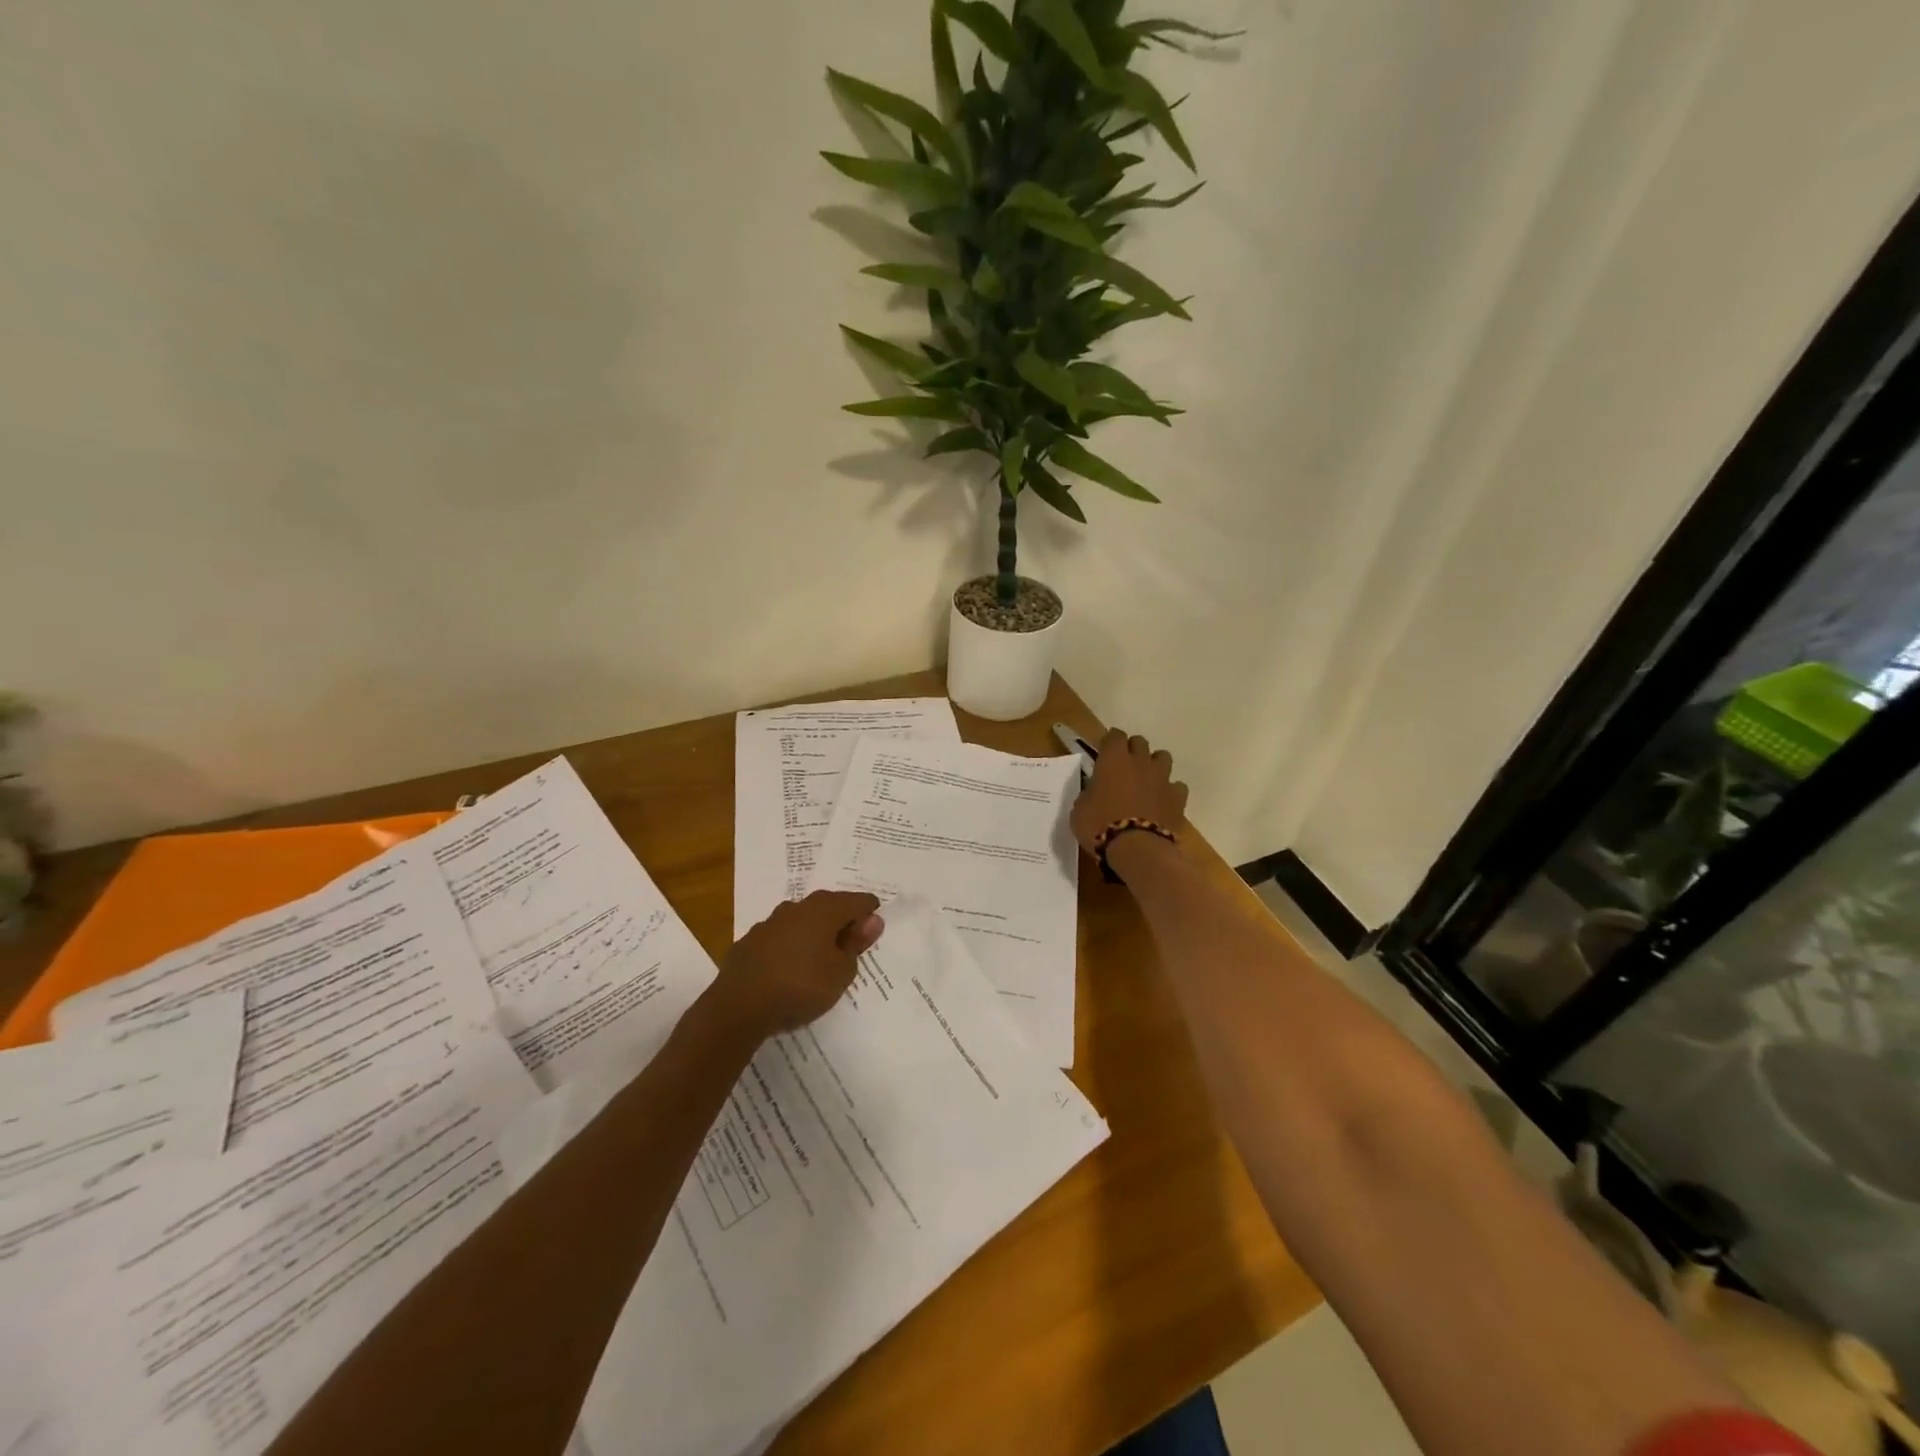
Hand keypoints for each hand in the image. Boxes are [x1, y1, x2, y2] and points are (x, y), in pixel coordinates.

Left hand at [717, 891, 884, 1035]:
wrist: (738, 1008)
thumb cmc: (801, 986)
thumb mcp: (841, 972)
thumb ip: (856, 945)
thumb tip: (871, 921)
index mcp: (824, 909)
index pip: (858, 901)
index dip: (870, 914)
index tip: (874, 934)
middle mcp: (797, 907)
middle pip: (829, 907)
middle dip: (842, 922)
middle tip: (852, 947)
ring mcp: (770, 923)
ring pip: (802, 921)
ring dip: (814, 934)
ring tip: (821, 959)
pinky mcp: (750, 942)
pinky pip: (781, 938)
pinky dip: (791, 947)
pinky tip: (791, 969)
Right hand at [1070, 729, 1189, 855]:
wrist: (1137, 849)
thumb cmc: (1099, 826)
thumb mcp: (1080, 809)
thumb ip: (1089, 794)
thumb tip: (1094, 793)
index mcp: (1113, 759)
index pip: (1114, 735)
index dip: (1110, 742)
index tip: (1104, 752)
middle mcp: (1140, 762)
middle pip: (1140, 742)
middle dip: (1132, 751)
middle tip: (1123, 767)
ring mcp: (1162, 778)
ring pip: (1163, 757)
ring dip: (1154, 765)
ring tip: (1146, 781)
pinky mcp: (1178, 798)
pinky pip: (1177, 786)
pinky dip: (1170, 791)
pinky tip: (1162, 802)